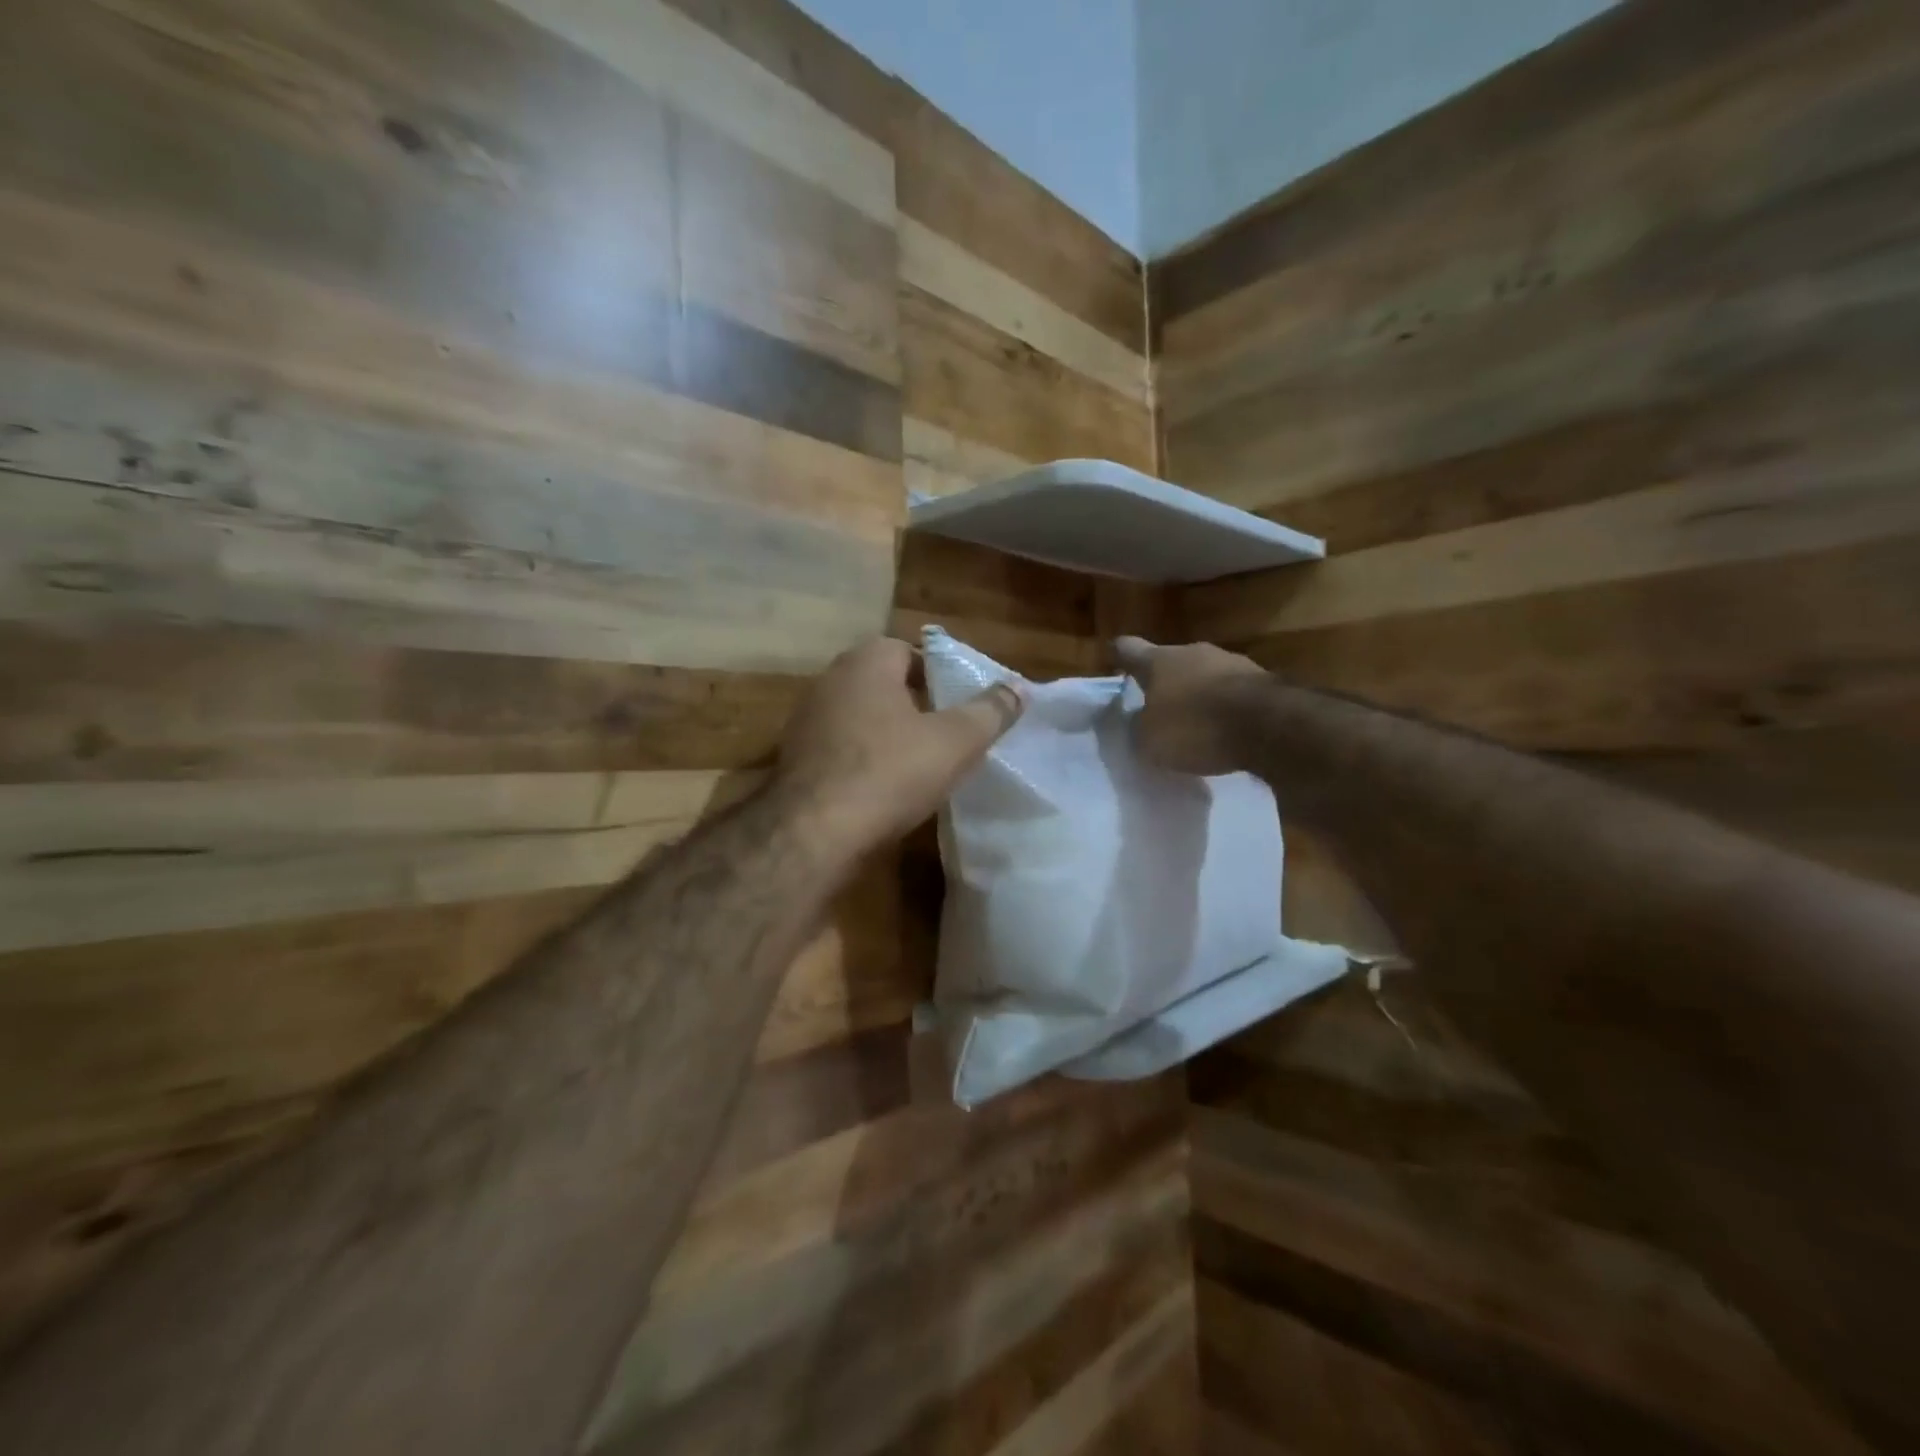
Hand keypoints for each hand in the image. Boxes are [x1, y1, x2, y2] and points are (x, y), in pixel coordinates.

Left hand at [775, 636, 1023, 860]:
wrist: (815, 832)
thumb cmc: (891, 772)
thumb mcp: (956, 741)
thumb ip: (990, 711)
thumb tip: (1019, 687)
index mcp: (867, 663)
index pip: (908, 652)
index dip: (939, 676)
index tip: (960, 706)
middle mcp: (830, 680)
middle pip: (883, 683)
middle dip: (915, 704)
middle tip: (946, 734)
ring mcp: (806, 720)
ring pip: (860, 716)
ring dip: (887, 733)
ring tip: (919, 763)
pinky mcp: (795, 758)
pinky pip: (840, 747)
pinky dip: (862, 759)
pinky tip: (881, 787)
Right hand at [1113, 636, 1266, 776]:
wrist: (1271, 726)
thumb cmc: (1196, 727)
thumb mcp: (1150, 741)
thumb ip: (1138, 729)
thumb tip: (1138, 722)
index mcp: (1159, 661)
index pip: (1128, 649)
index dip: (1119, 655)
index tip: (1112, 657)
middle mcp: (1194, 652)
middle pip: (1171, 662)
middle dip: (1164, 681)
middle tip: (1157, 706)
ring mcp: (1233, 662)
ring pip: (1205, 675)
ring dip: (1198, 693)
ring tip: (1195, 723)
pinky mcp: (1264, 681)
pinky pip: (1234, 693)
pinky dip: (1226, 707)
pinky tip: (1226, 730)